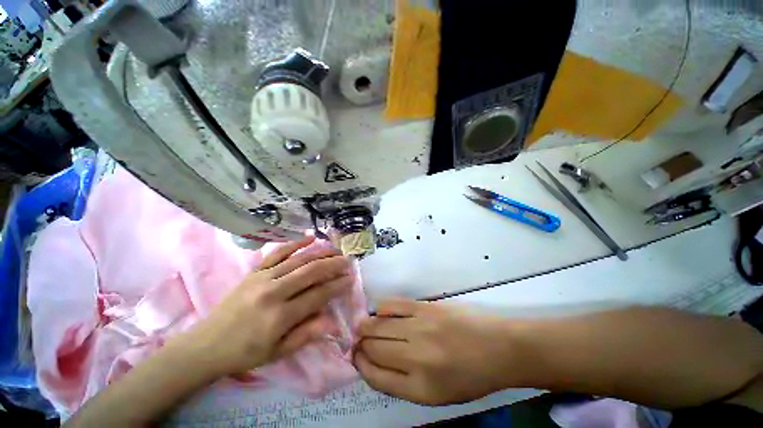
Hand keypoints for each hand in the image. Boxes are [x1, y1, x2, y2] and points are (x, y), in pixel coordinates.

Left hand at [180, 236, 351, 376]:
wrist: (206, 345)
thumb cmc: (246, 352)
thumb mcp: (278, 352)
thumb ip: (307, 334)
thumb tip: (333, 322)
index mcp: (280, 316)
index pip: (318, 295)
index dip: (337, 286)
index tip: (350, 279)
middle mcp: (273, 292)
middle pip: (311, 272)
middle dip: (333, 265)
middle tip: (348, 261)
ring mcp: (262, 278)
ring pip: (299, 259)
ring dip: (321, 253)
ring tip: (336, 250)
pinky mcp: (254, 271)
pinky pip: (278, 252)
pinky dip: (295, 243)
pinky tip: (310, 237)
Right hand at [354, 299, 516, 404]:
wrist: (499, 348)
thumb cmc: (470, 376)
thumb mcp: (438, 394)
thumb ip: (405, 382)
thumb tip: (377, 362)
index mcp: (420, 389)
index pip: (376, 377)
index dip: (361, 366)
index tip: (356, 357)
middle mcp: (416, 358)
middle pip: (374, 349)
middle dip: (360, 345)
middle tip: (358, 340)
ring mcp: (420, 328)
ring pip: (379, 326)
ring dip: (366, 326)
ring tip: (363, 326)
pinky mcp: (425, 307)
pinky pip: (394, 305)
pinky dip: (382, 309)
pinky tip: (379, 312)